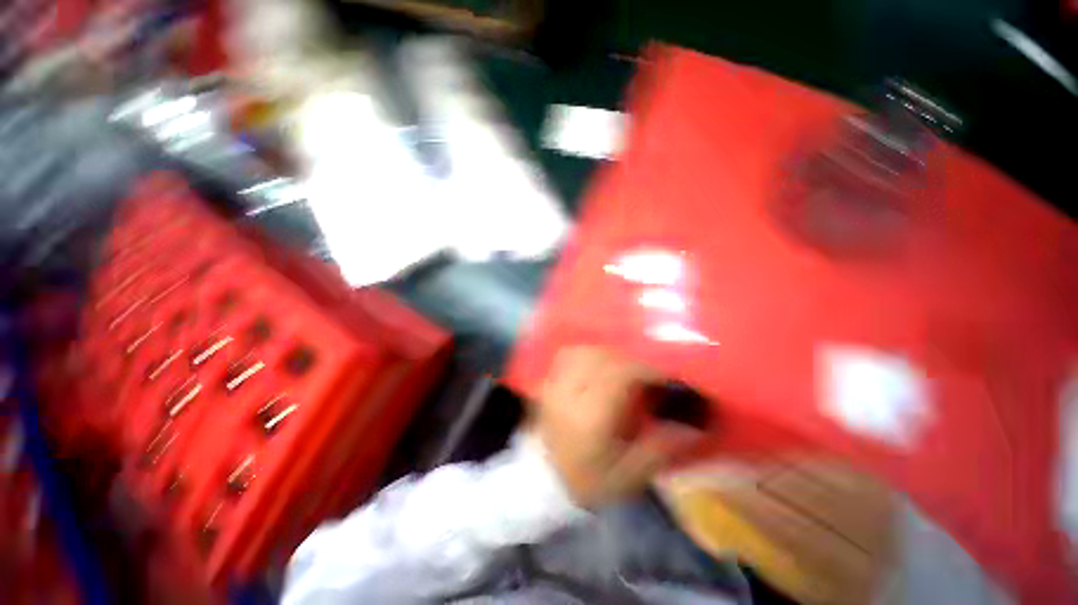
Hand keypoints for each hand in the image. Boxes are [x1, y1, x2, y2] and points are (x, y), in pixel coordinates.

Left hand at [532, 346, 703, 508]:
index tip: (670, 376)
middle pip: (602, 357)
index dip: (648, 369)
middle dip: (632, 360)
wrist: (544, 481)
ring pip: (586, 350)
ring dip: (610, 354)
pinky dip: (590, 354)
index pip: (619, 375)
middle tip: (651, 373)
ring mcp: (554, 383)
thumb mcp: (629, 475)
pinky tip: (601, 365)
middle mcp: (568, 392)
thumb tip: (695, 424)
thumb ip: (661, 447)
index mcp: (589, 416)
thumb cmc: (588, 481)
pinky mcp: (548, 380)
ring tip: (627, 368)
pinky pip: (571, 353)